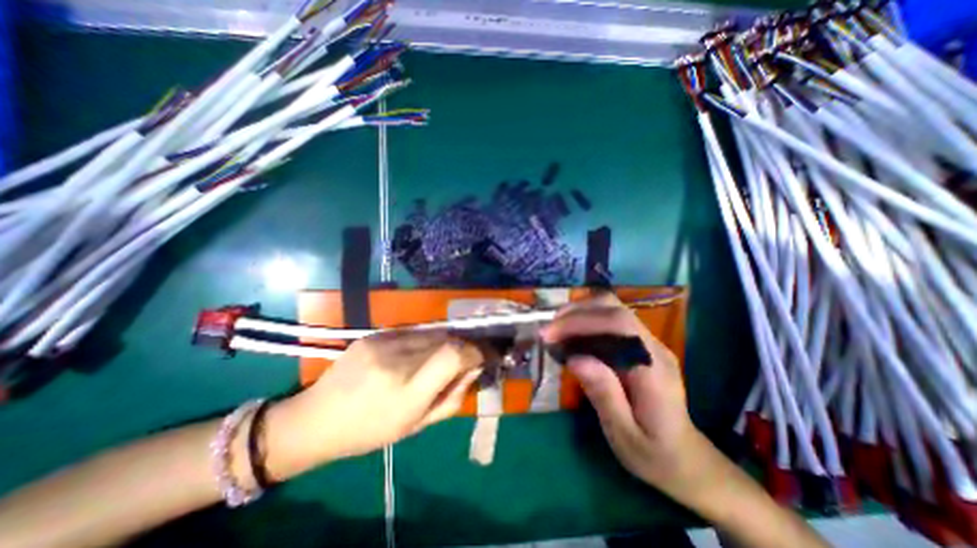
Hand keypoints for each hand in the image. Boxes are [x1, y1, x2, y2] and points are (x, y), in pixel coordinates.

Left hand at [264, 330, 483, 479]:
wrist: (315, 419)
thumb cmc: (370, 431)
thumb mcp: (418, 425)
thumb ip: (453, 397)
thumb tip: (474, 369)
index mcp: (407, 390)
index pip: (454, 354)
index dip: (475, 350)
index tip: (485, 355)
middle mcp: (397, 359)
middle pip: (446, 338)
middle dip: (463, 345)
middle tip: (467, 356)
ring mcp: (383, 342)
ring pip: (431, 332)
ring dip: (444, 342)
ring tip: (439, 357)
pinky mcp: (373, 334)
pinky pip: (412, 331)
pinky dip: (424, 340)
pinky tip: (414, 354)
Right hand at [543, 295, 710, 495]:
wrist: (687, 460)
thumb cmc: (654, 454)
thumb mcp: (625, 435)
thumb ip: (604, 395)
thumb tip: (575, 358)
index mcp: (654, 369)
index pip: (619, 325)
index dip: (581, 322)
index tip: (550, 334)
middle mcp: (653, 347)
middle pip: (614, 309)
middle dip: (576, 313)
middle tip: (548, 330)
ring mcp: (648, 343)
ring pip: (612, 309)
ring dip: (579, 313)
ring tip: (555, 329)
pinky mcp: (640, 345)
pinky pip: (610, 321)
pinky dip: (585, 320)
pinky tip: (570, 334)